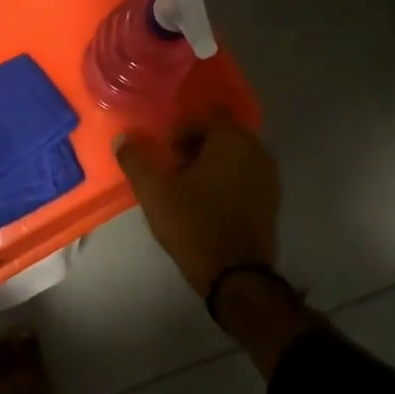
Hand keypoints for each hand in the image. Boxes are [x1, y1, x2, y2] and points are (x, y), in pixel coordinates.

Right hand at [114, 116, 279, 298]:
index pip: (206, 116)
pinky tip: (206, 203)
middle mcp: (257, 150)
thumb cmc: (195, 225)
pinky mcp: (272, 201)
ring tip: (185, 188)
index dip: (181, 129)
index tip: (163, 151)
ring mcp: (269, 176)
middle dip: (195, 146)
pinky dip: (226, 181)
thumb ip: (135, 159)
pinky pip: (244, 177)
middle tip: (171, 168)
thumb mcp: (155, 192)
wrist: (237, 277)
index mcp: (233, 139)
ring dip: (210, 164)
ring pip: (234, 156)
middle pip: (221, 135)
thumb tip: (122, 138)